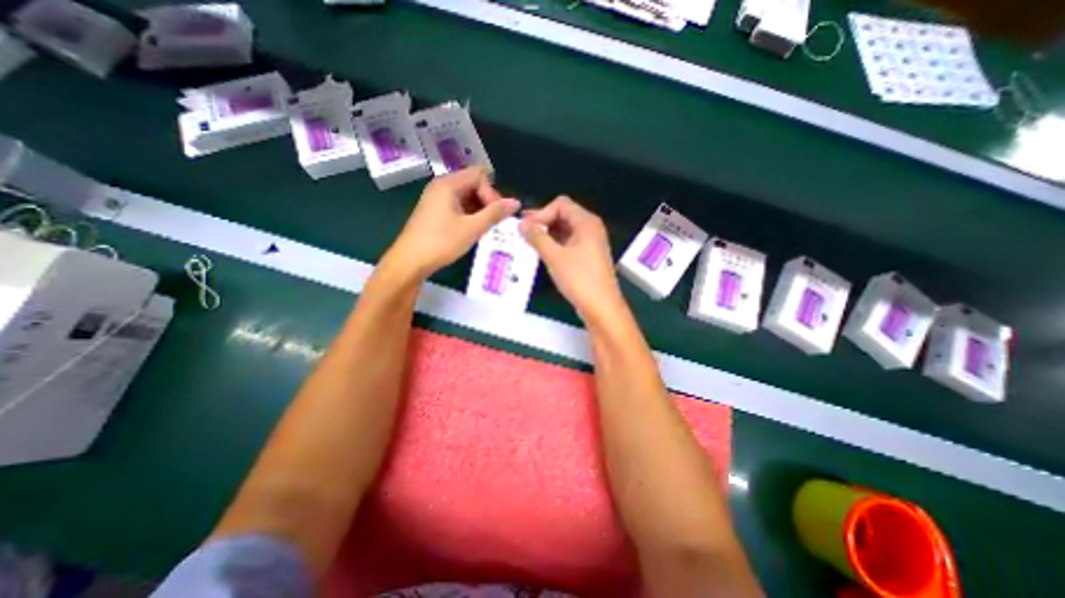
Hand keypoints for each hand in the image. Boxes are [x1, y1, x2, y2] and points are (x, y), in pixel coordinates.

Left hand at [382, 168, 521, 280]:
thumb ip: (494, 213)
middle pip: (473, 183)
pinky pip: (458, 205)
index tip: (495, 214)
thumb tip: (516, 202)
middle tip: (493, 222)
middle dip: (487, 200)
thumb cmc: (441, 242)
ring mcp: (437, 198)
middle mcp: (442, 186)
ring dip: (480, 209)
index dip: (492, 193)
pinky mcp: (435, 211)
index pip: (480, 175)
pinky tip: (473, 229)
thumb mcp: (472, 228)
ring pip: (467, 196)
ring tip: (485, 228)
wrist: (410, 261)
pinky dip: (469, 214)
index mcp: (449, 184)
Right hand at [519, 197, 624, 322]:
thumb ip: (537, 237)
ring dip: (547, 234)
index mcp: (586, 222)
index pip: (560, 205)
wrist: (601, 307)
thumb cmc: (579, 278)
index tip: (526, 227)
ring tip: (529, 243)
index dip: (541, 213)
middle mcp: (590, 228)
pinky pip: (568, 243)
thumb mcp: (554, 256)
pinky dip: (555, 245)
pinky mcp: (587, 256)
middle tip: (523, 233)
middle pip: (563, 215)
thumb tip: (522, 224)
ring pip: (565, 230)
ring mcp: (590, 243)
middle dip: (543, 222)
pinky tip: (542, 253)